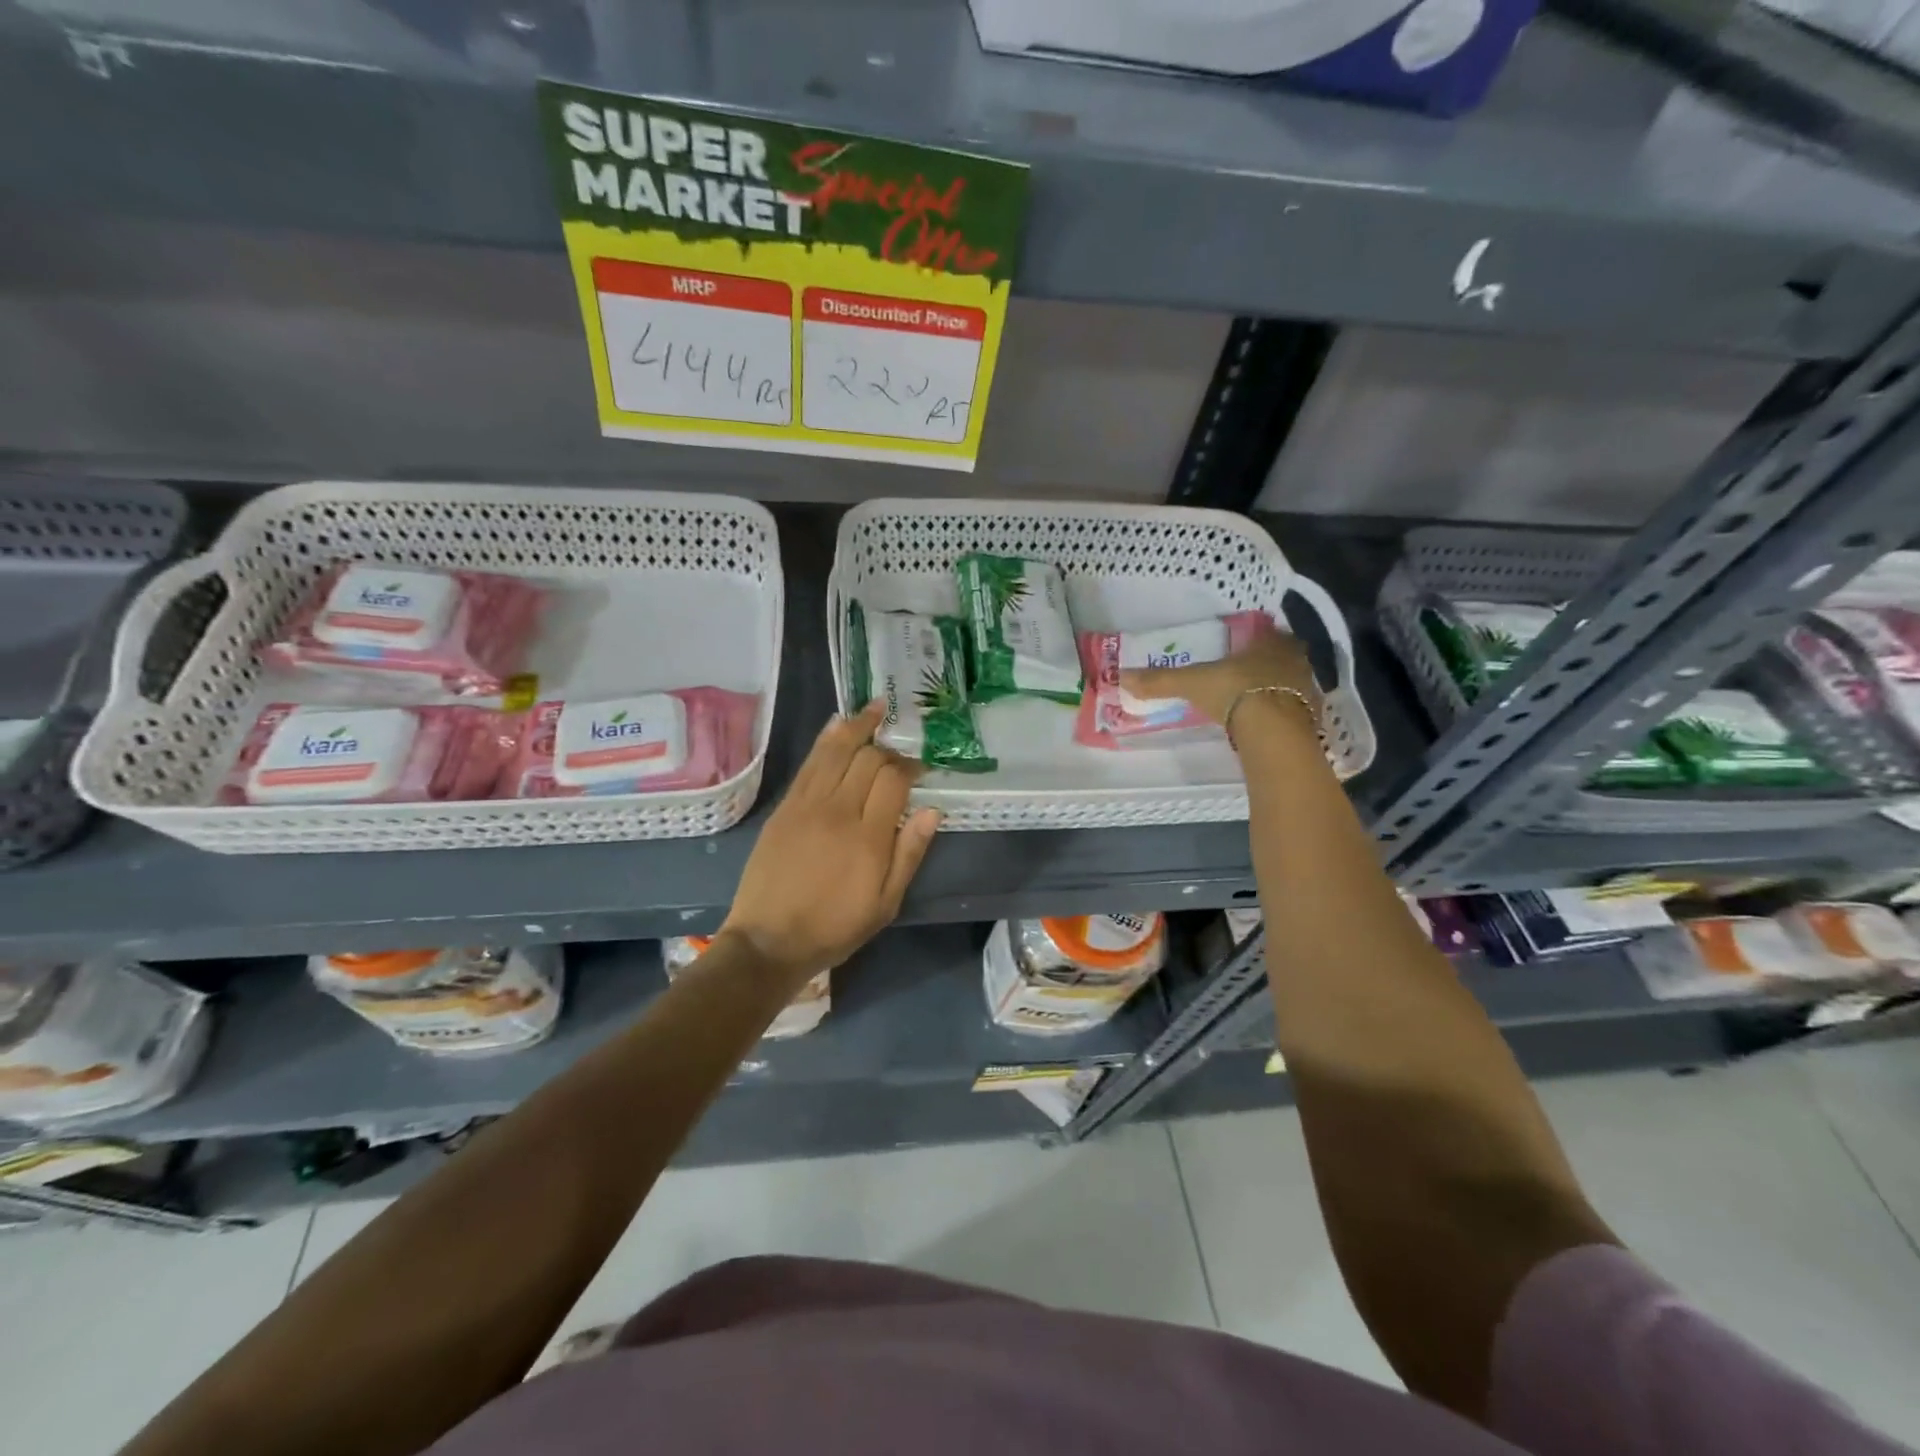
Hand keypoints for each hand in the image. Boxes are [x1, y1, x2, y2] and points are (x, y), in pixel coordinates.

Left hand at [719, 702, 941, 980]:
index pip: (894, 780)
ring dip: (858, 726)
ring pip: (836, 750)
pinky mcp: (785, 807)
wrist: (768, 940)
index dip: (911, 766)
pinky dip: (826, 739)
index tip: (921, 767)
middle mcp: (838, 811)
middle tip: (900, 752)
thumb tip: (932, 810)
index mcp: (869, 838)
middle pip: (868, 759)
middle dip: (889, 749)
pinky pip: (809, 763)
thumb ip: (909, 854)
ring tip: (876, 708)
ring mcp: (807, 805)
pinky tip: (837, 724)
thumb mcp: (885, 904)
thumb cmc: (834, 928)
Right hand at [1119, 622, 1320, 729]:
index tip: (1243, 649)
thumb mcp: (1191, 683)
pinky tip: (1270, 722)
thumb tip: (1122, 677)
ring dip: (1279, 688)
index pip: (1267, 633)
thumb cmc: (1234, 692)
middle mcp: (1294, 659)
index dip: (1256, 639)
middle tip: (1249, 675)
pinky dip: (1286, 713)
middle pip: (1284, 656)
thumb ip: (1160, 680)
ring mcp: (1308, 687)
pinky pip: (1298, 709)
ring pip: (1293, 681)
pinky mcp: (1313, 716)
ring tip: (1257, 700)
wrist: (1273, 730)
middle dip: (1269, 664)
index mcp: (1269, 642)